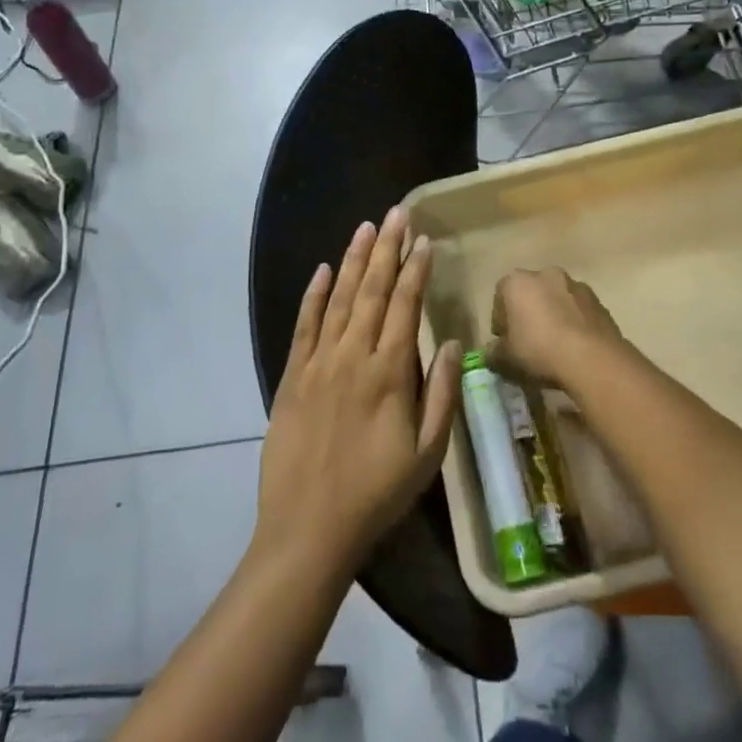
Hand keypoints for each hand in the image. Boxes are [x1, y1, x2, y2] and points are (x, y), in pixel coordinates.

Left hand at [256, 208, 461, 574]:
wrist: (309, 528)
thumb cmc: (376, 493)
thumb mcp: (427, 454)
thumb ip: (441, 394)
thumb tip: (450, 342)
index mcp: (389, 373)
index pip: (405, 306)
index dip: (416, 270)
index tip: (424, 240)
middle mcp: (353, 356)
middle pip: (373, 290)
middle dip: (389, 248)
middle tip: (398, 213)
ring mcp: (318, 362)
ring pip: (340, 298)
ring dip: (355, 259)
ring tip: (367, 227)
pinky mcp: (291, 376)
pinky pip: (304, 325)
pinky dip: (314, 294)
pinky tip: (323, 269)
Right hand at [489, 267, 628, 387]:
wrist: (592, 359)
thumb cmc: (539, 351)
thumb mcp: (505, 359)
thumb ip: (494, 353)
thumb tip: (493, 352)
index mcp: (517, 281)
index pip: (500, 295)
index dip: (500, 320)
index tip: (505, 341)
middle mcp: (546, 274)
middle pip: (530, 293)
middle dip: (528, 313)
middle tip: (528, 342)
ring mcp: (576, 285)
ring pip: (556, 299)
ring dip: (553, 316)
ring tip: (555, 346)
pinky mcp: (599, 301)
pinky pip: (578, 311)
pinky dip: (574, 323)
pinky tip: (575, 347)